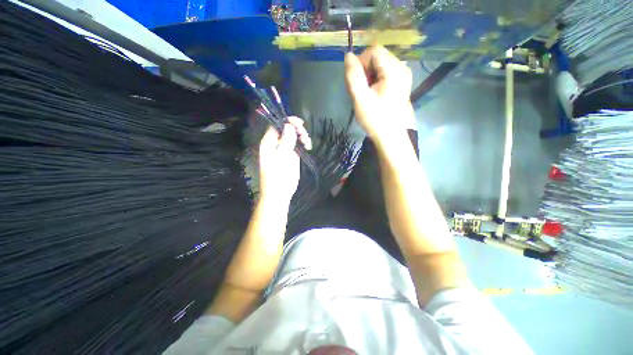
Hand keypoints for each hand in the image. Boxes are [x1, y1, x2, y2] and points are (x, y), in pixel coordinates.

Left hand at [258, 117, 311, 203]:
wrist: (280, 193)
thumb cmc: (277, 177)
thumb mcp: (280, 158)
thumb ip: (285, 141)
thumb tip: (289, 125)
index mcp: (269, 143)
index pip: (277, 125)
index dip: (287, 121)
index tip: (299, 123)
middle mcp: (277, 144)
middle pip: (287, 129)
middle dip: (296, 129)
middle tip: (304, 134)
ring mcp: (285, 149)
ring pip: (294, 136)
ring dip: (302, 136)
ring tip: (307, 142)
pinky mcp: (293, 156)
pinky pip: (299, 145)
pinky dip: (304, 143)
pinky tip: (308, 146)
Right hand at [344, 45, 415, 144]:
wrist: (390, 137)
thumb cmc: (376, 119)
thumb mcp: (360, 98)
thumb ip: (353, 76)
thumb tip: (348, 56)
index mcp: (394, 70)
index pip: (373, 50)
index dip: (361, 62)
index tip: (357, 82)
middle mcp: (401, 68)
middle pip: (377, 56)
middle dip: (365, 70)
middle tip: (361, 91)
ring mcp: (402, 76)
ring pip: (379, 65)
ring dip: (368, 76)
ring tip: (366, 95)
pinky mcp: (400, 83)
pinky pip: (384, 74)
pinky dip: (375, 81)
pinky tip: (373, 95)